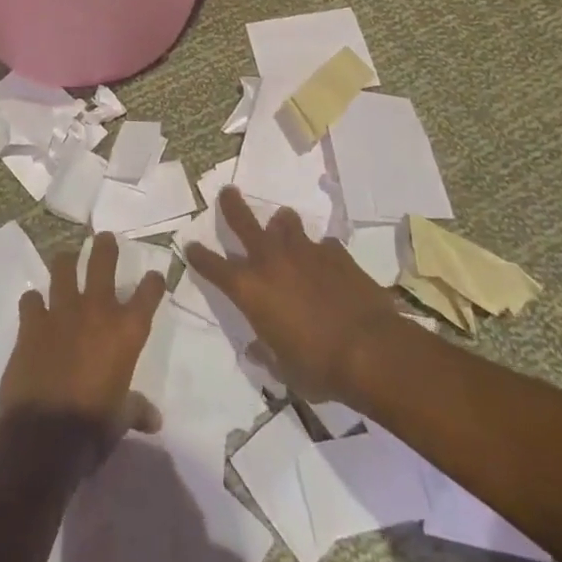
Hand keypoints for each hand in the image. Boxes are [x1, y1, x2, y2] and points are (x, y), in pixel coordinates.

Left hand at [0, 233, 166, 441]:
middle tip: (104, 238)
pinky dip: (33, 301)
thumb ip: (136, 409)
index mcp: (127, 331)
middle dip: (105, 246)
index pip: (149, 292)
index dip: (153, 282)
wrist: (44, 436)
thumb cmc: (93, 427)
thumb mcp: (121, 418)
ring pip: (63, 268)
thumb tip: (154, 419)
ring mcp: (62, 311)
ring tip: (67, 257)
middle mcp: (97, 311)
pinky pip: (31, 299)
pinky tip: (34, 306)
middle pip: (103, 262)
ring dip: (66, 261)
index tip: (154, 277)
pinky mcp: (32, 322)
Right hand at [183, 186, 405, 400]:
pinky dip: (320, 251)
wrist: (370, 349)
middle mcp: (271, 261)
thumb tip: (255, 349)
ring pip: (286, 221)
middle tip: (227, 192)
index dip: (200, 256)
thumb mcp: (284, 370)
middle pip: (243, 222)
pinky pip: (322, 244)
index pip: (213, 267)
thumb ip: (266, 353)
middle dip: (232, 206)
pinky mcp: (335, 252)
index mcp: (250, 290)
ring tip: (284, 226)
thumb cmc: (318, 367)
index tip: (191, 246)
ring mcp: (305, 251)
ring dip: (282, 224)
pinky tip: (327, 263)